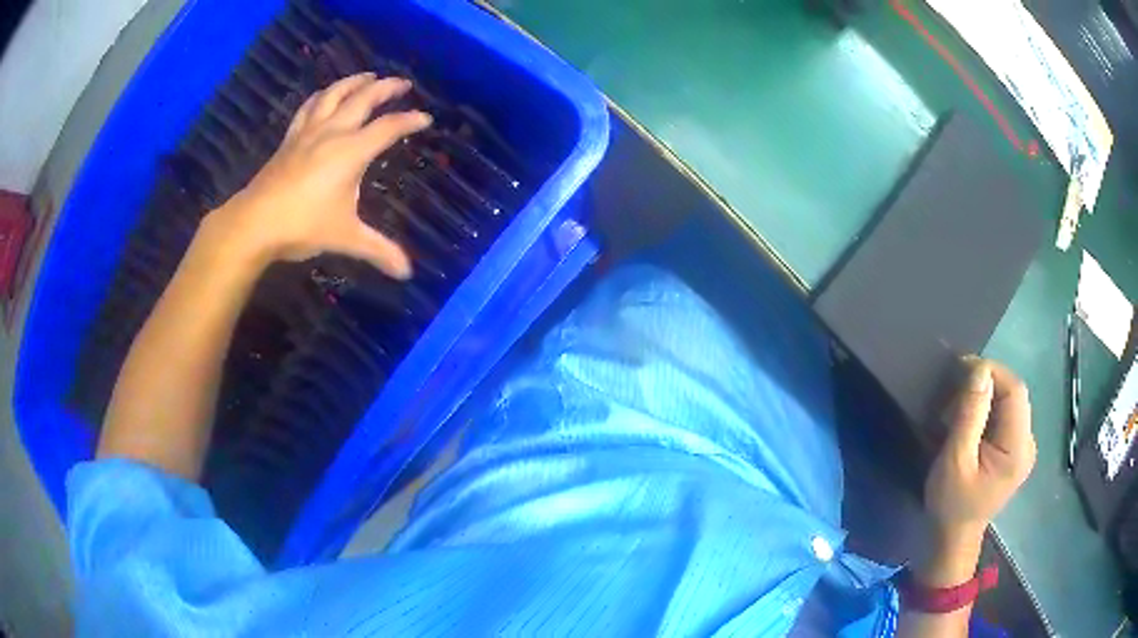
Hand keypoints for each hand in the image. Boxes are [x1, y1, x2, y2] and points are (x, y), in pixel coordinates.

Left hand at [205, 72, 431, 278]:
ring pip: (335, 94)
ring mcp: (308, 132)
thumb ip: (379, 250)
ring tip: (368, 76)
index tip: (426, 118)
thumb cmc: (303, 226)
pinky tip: (326, 94)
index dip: (411, 120)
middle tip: (402, 83)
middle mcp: (333, 132)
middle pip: (364, 98)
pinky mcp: (290, 138)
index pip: (389, 127)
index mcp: (352, 151)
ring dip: (354, 81)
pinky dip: (323, 95)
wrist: (254, 223)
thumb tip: (407, 273)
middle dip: (386, 87)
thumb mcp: (345, 238)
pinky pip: (309, 106)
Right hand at [924, 358, 1036, 539]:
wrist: (954, 538)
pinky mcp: (1016, 450)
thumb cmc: (951, 504)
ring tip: (958, 410)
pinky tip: (970, 423)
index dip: (992, 372)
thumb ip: (970, 416)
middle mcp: (1028, 444)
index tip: (962, 368)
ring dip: (985, 398)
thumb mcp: (955, 461)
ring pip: (1010, 403)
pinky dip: (988, 411)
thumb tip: (979, 371)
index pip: (1015, 391)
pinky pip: (1006, 416)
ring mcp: (1024, 447)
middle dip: (986, 385)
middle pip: (1014, 395)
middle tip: (955, 393)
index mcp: (1018, 449)